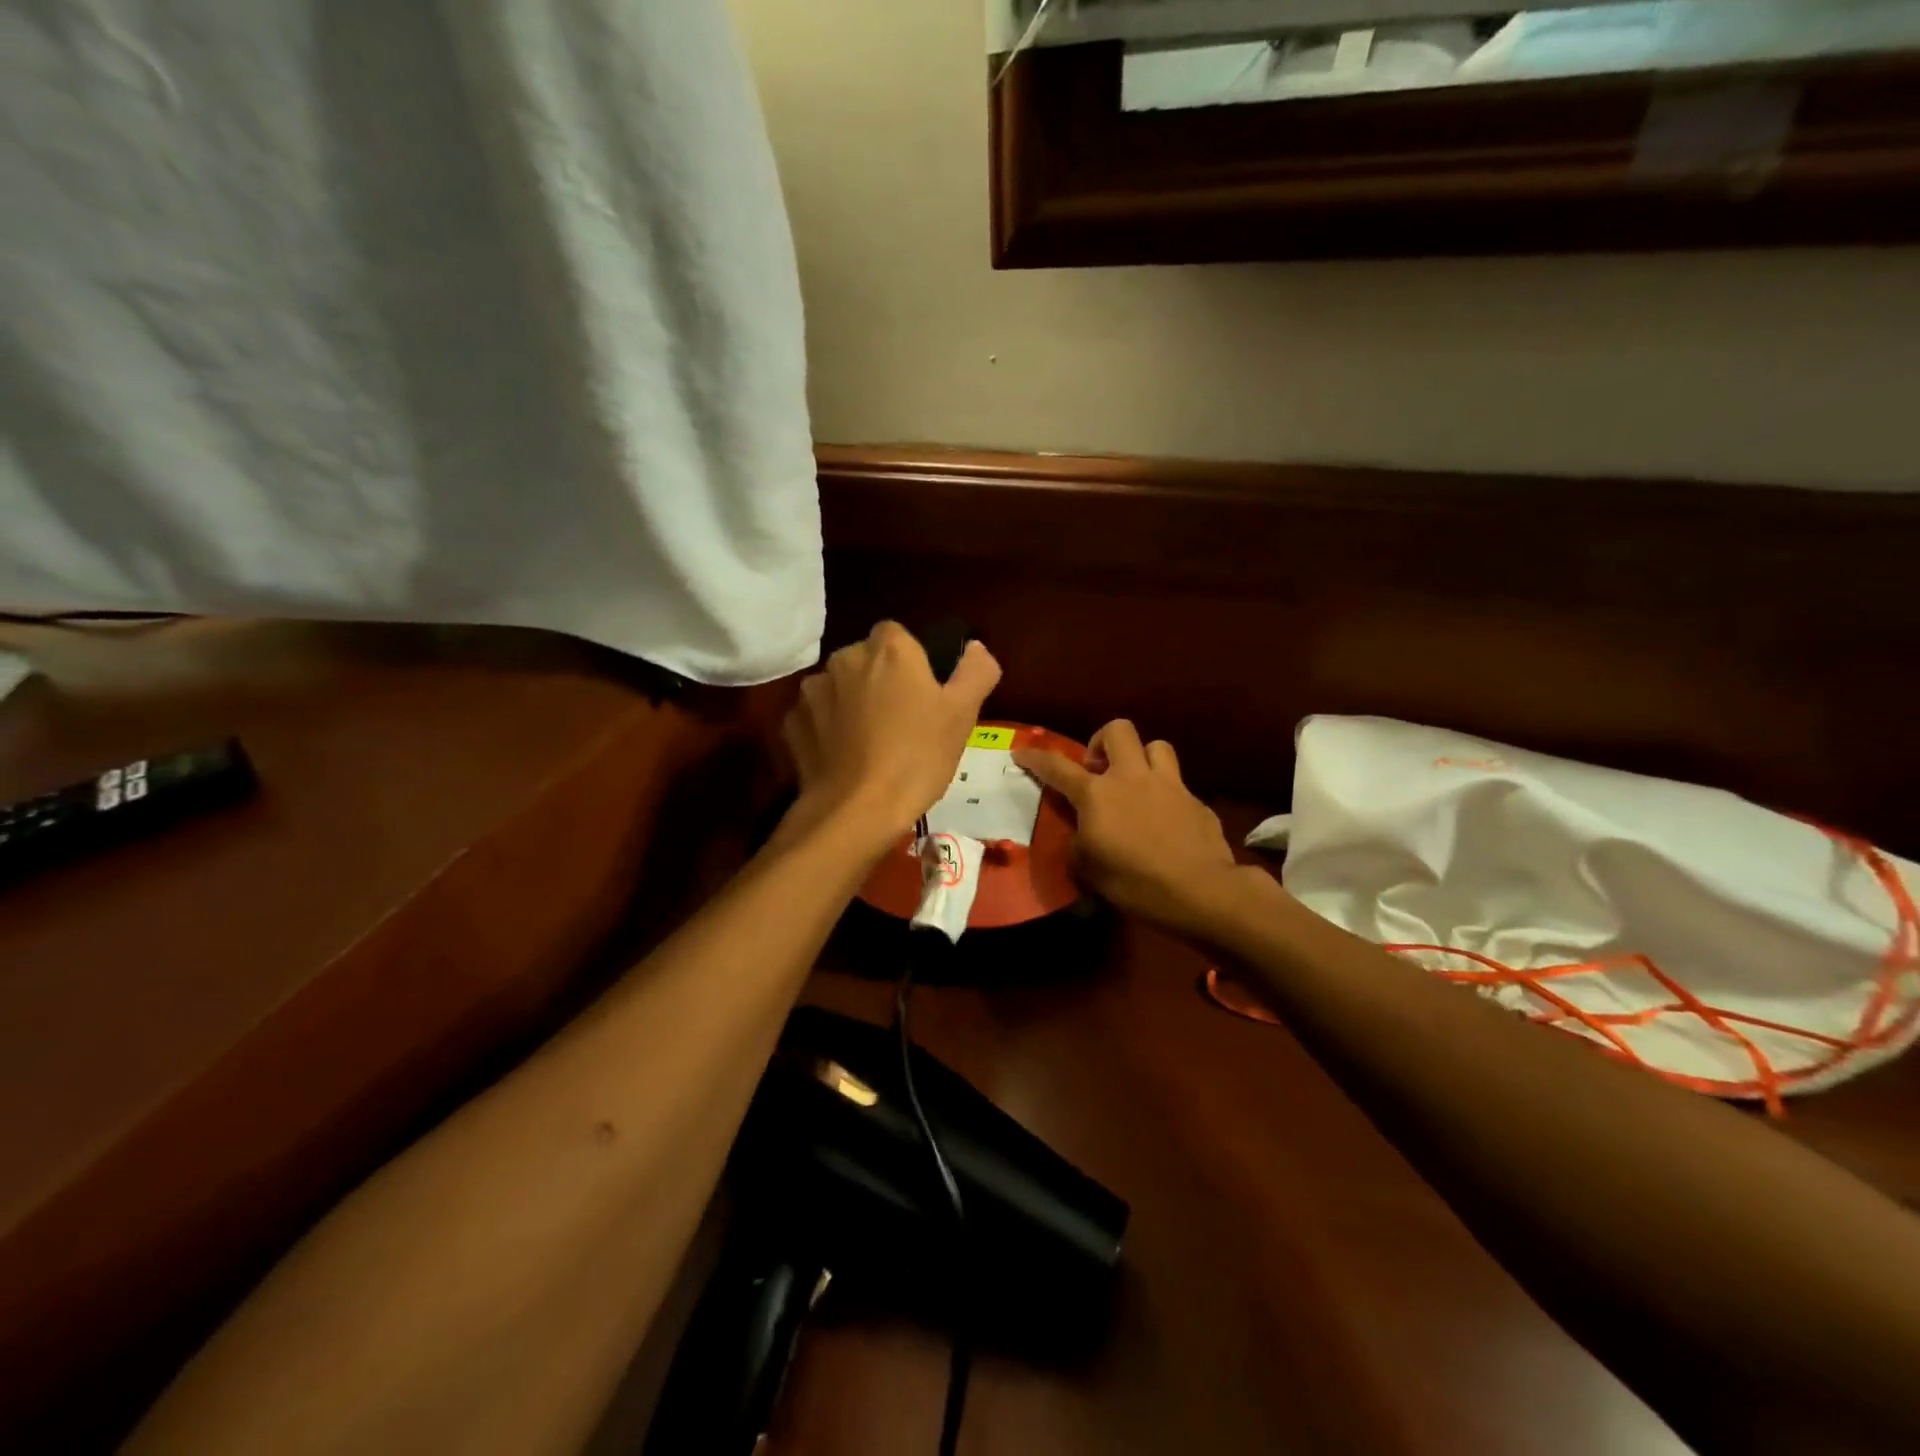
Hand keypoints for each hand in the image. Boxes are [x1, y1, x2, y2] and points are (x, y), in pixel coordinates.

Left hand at [782, 621, 1000, 848]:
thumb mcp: (963, 714)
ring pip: (840, 687)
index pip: (898, 635)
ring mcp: (812, 691)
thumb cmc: (917, 757)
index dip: (912, 661)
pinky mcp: (792, 723)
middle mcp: (845, 658)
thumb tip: (974, 648)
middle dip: (880, 680)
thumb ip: (975, 671)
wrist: (855, 811)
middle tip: (903, 721)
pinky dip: (829, 729)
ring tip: (871, 742)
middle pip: (867, 659)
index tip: (924, 693)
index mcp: (888, 648)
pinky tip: (845, 757)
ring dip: (852, 703)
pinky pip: (817, 716)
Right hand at [1015, 720, 1249, 938]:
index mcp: (1097, 795)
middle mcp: (1132, 778)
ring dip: (1142, 759)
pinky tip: (1167, 820)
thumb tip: (1082, 835)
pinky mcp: (1196, 800)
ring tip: (1137, 784)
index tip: (1021, 751)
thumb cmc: (1135, 882)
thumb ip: (1079, 844)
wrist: (1200, 891)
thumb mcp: (1090, 870)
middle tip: (1099, 770)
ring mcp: (1169, 784)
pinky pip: (1178, 784)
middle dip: (1103, 742)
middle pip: (1118, 730)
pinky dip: (1167, 794)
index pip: (1057, 767)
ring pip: (1156, 745)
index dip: (1035, 757)